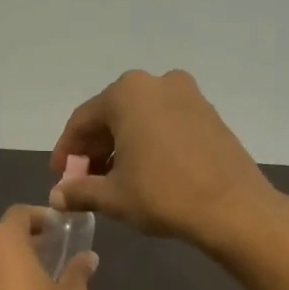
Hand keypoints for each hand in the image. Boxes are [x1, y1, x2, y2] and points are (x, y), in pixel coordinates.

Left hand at [0, 205, 96, 289]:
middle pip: (1, 240)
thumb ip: (78, 273)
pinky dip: (2, 289)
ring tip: (41, 282)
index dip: (39, 217)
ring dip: (12, 268)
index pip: (19, 215)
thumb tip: (87, 258)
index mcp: (3, 245)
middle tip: (52, 254)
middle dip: (26, 243)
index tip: (58, 228)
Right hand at [49, 69, 278, 247]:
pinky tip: (144, 172)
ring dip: (121, 147)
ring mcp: (188, 95)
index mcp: (127, 93)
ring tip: (113, 180)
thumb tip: (56, 196)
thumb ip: (79, 191)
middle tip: (84, 181)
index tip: (60, 177)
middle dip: (94, 149)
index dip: (66, 151)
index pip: (82, 121)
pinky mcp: (208, 114)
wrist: (232, 207)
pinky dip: (147, 144)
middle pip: (112, 116)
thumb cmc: (163, 195)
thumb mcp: (113, 196)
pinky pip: (164, 124)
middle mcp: (156, 82)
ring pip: (140, 119)